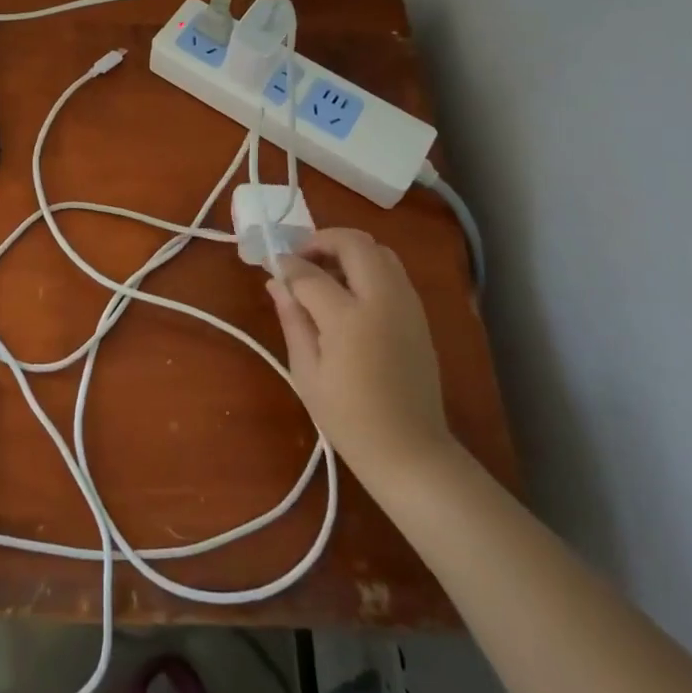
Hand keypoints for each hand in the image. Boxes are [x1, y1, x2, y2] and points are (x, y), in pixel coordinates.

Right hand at [266, 229, 454, 494]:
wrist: (410, 451)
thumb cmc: (349, 419)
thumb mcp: (306, 371)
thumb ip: (292, 318)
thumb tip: (276, 282)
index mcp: (350, 318)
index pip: (310, 273)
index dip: (287, 265)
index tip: (272, 266)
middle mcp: (382, 300)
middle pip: (353, 243)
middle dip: (322, 241)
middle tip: (301, 259)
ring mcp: (406, 304)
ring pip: (378, 249)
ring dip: (348, 250)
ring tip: (325, 274)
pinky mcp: (419, 313)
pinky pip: (392, 270)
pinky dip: (367, 266)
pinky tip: (349, 293)